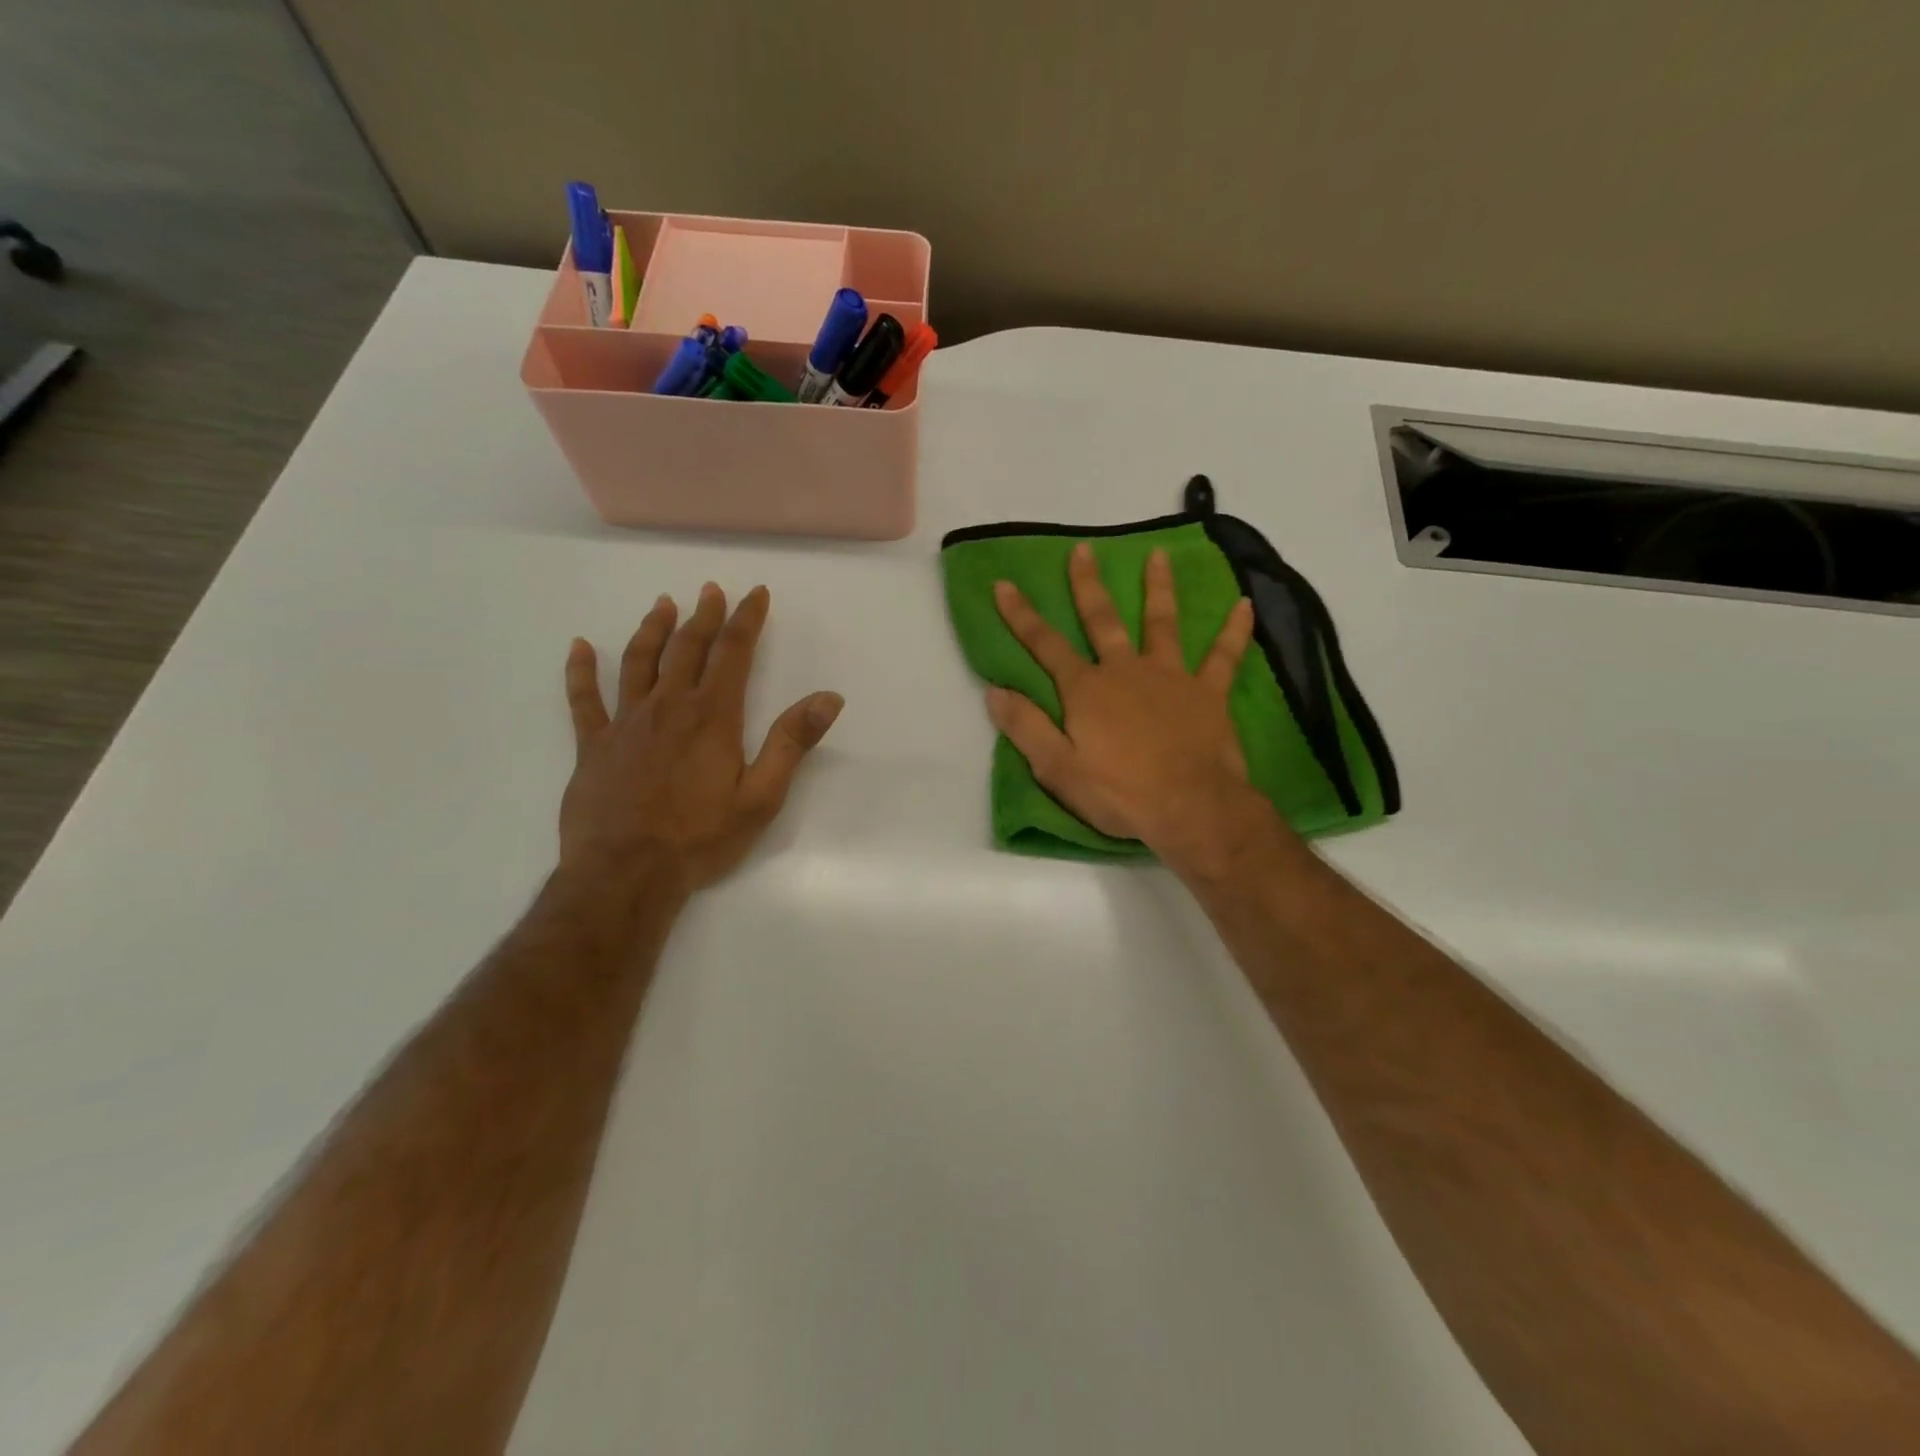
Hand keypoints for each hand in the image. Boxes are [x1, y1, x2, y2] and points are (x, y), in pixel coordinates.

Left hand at [560, 583, 842, 893]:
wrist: (626, 873)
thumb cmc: (701, 838)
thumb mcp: (761, 796)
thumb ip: (792, 743)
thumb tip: (829, 697)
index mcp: (712, 716)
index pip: (733, 653)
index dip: (746, 619)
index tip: (755, 594)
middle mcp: (668, 706)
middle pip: (687, 648)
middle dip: (703, 615)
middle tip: (710, 590)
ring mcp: (625, 723)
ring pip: (638, 662)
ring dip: (652, 630)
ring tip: (662, 605)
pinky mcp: (593, 745)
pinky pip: (584, 699)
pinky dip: (580, 670)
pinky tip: (579, 647)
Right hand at [988, 542, 1278, 876]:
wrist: (1190, 808)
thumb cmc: (1120, 793)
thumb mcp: (1057, 769)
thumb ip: (1026, 727)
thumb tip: (993, 690)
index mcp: (1086, 690)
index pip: (1045, 645)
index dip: (1022, 616)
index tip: (1005, 584)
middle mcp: (1125, 670)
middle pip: (1102, 620)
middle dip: (1088, 584)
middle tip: (1083, 549)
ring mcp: (1170, 677)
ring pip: (1162, 623)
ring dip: (1158, 588)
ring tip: (1158, 555)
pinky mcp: (1208, 692)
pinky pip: (1224, 656)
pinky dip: (1234, 631)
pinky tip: (1246, 605)